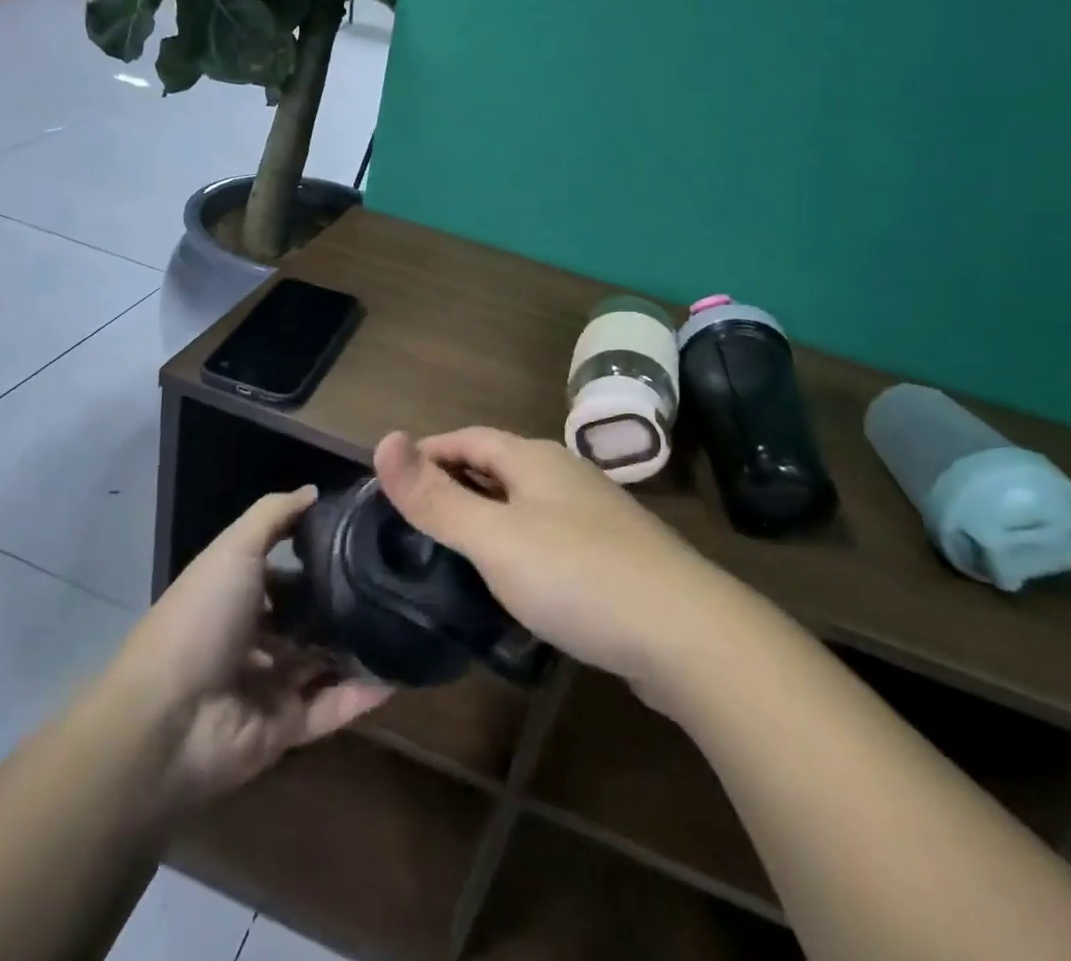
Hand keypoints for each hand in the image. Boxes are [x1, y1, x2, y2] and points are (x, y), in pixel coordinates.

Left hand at [116, 487, 389, 806]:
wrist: (167, 722)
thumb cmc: (200, 620)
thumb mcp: (234, 549)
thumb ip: (274, 516)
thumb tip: (314, 491)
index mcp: (234, 598)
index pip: (282, 575)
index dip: (315, 558)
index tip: (362, 542)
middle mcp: (252, 640)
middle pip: (305, 620)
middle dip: (343, 604)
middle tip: (393, 583)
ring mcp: (268, 686)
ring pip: (323, 663)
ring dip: (358, 647)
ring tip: (409, 621)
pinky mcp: (284, 728)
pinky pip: (331, 707)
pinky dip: (362, 694)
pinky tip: (401, 671)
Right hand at [374, 428, 736, 697]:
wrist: (686, 631)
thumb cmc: (578, 575)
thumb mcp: (495, 538)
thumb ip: (436, 496)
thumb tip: (384, 439)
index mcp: (534, 458)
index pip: (467, 438)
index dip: (427, 452)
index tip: (390, 480)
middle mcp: (564, 473)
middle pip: (496, 465)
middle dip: (452, 482)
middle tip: (410, 519)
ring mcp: (593, 513)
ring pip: (523, 501)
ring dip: (484, 514)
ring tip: (448, 549)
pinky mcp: (610, 553)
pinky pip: (546, 534)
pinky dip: (515, 544)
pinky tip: (508, 580)